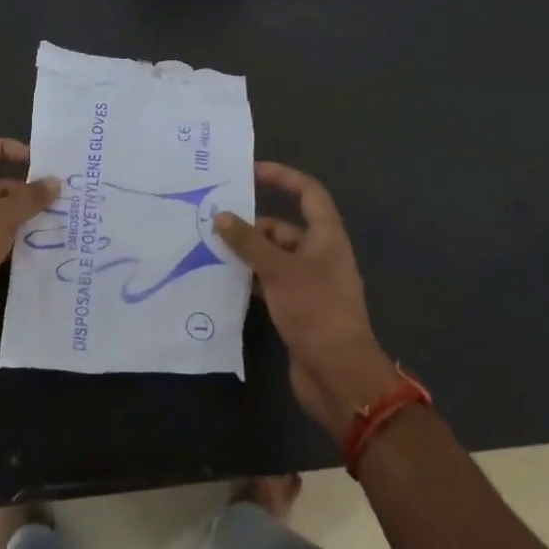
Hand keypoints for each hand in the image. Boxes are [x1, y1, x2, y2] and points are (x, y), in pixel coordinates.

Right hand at [213, 162, 399, 437]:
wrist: (339, 376)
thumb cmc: (315, 310)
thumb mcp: (279, 270)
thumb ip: (249, 242)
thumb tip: (222, 216)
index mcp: (327, 237)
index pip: (308, 193)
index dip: (282, 177)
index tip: (249, 172)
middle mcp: (320, 255)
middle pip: (284, 228)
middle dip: (252, 226)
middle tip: (213, 226)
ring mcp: (309, 284)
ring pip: (274, 258)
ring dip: (247, 255)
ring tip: (209, 251)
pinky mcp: (297, 308)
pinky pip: (270, 283)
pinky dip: (250, 280)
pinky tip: (222, 283)